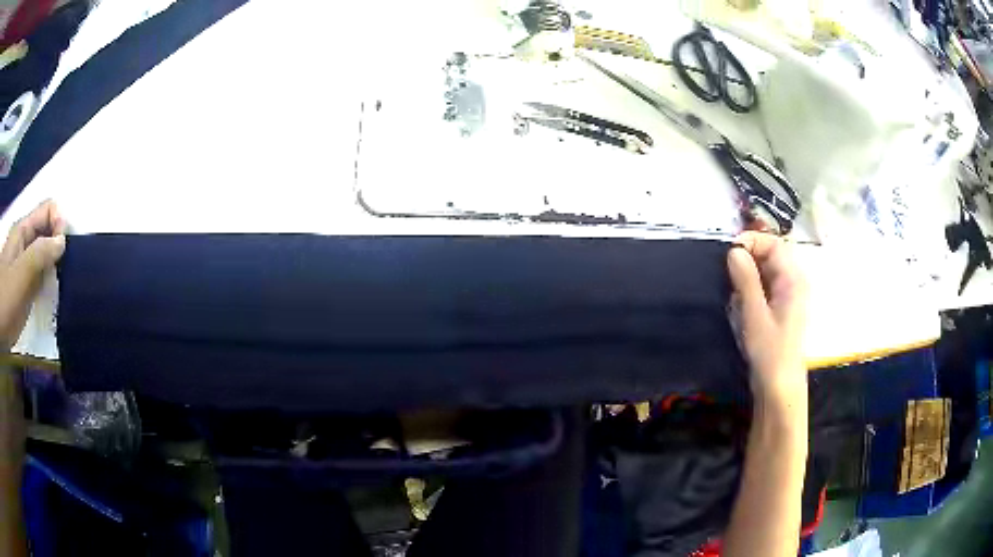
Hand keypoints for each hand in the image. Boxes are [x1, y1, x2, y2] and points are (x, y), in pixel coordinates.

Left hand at [0, 200, 65, 350]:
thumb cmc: (5, 299)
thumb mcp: (21, 275)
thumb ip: (40, 254)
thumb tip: (63, 240)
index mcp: (23, 231)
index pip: (48, 210)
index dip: (59, 223)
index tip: (64, 250)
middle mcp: (24, 242)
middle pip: (47, 231)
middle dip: (58, 244)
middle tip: (65, 269)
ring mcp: (23, 266)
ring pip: (44, 254)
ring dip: (54, 265)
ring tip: (60, 284)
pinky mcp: (25, 288)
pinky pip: (40, 275)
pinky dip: (48, 281)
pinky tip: (51, 295)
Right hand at [727, 232, 807, 404]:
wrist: (778, 387)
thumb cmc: (770, 351)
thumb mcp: (754, 314)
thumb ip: (745, 280)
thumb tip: (734, 250)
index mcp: (793, 279)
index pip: (774, 244)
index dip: (752, 241)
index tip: (729, 251)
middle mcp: (792, 282)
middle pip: (769, 255)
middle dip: (746, 259)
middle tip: (726, 273)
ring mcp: (786, 295)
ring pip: (764, 271)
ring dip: (746, 276)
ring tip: (732, 292)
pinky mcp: (778, 308)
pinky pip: (763, 287)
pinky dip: (749, 289)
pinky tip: (739, 305)